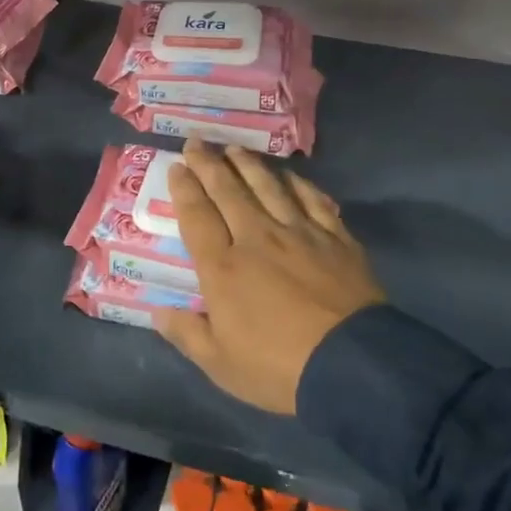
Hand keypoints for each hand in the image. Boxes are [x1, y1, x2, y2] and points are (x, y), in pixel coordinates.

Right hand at [154, 140, 385, 413]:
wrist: (352, 366)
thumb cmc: (277, 367)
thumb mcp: (220, 363)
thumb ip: (187, 333)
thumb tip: (158, 312)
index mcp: (223, 267)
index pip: (197, 216)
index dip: (184, 189)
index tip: (176, 167)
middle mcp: (257, 238)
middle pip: (228, 191)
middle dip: (209, 164)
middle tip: (197, 142)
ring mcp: (299, 233)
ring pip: (268, 187)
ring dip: (248, 165)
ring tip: (235, 149)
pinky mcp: (335, 238)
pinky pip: (312, 200)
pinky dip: (298, 184)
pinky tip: (289, 176)